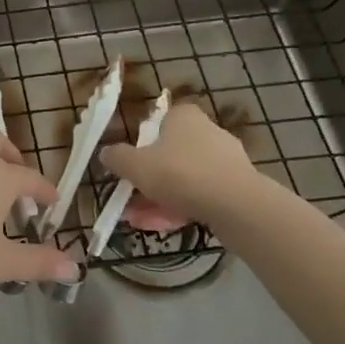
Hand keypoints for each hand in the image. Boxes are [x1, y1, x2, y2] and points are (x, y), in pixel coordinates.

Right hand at [100, 100, 264, 226]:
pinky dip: (183, 207)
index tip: (131, 166)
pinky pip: (202, 194)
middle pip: (170, 155)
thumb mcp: (136, 165)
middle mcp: (208, 132)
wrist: (238, 206)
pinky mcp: (238, 187)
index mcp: (184, 116)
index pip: (159, 122)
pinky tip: (165, 226)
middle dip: (148, 180)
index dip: (142, 144)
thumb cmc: (181, 174)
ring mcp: (226, 161)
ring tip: (141, 222)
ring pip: (184, 179)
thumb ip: (117, 158)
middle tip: (130, 201)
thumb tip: (106, 153)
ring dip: (161, 198)